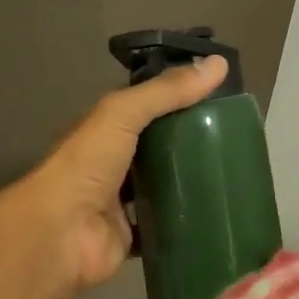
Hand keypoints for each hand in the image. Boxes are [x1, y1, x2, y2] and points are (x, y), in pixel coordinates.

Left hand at [23, 55, 227, 289]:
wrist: (62, 232)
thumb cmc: (87, 164)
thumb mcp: (123, 113)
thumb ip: (165, 91)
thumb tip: (219, 63)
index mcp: (105, 128)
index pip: (146, 104)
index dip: (178, 96)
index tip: (220, 93)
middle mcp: (111, 160)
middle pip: (156, 145)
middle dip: (189, 139)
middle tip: (237, 135)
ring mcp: (120, 200)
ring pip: (161, 184)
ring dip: (188, 179)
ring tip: (234, 171)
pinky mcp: (131, 235)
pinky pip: (163, 225)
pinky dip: (184, 221)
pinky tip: (217, 212)